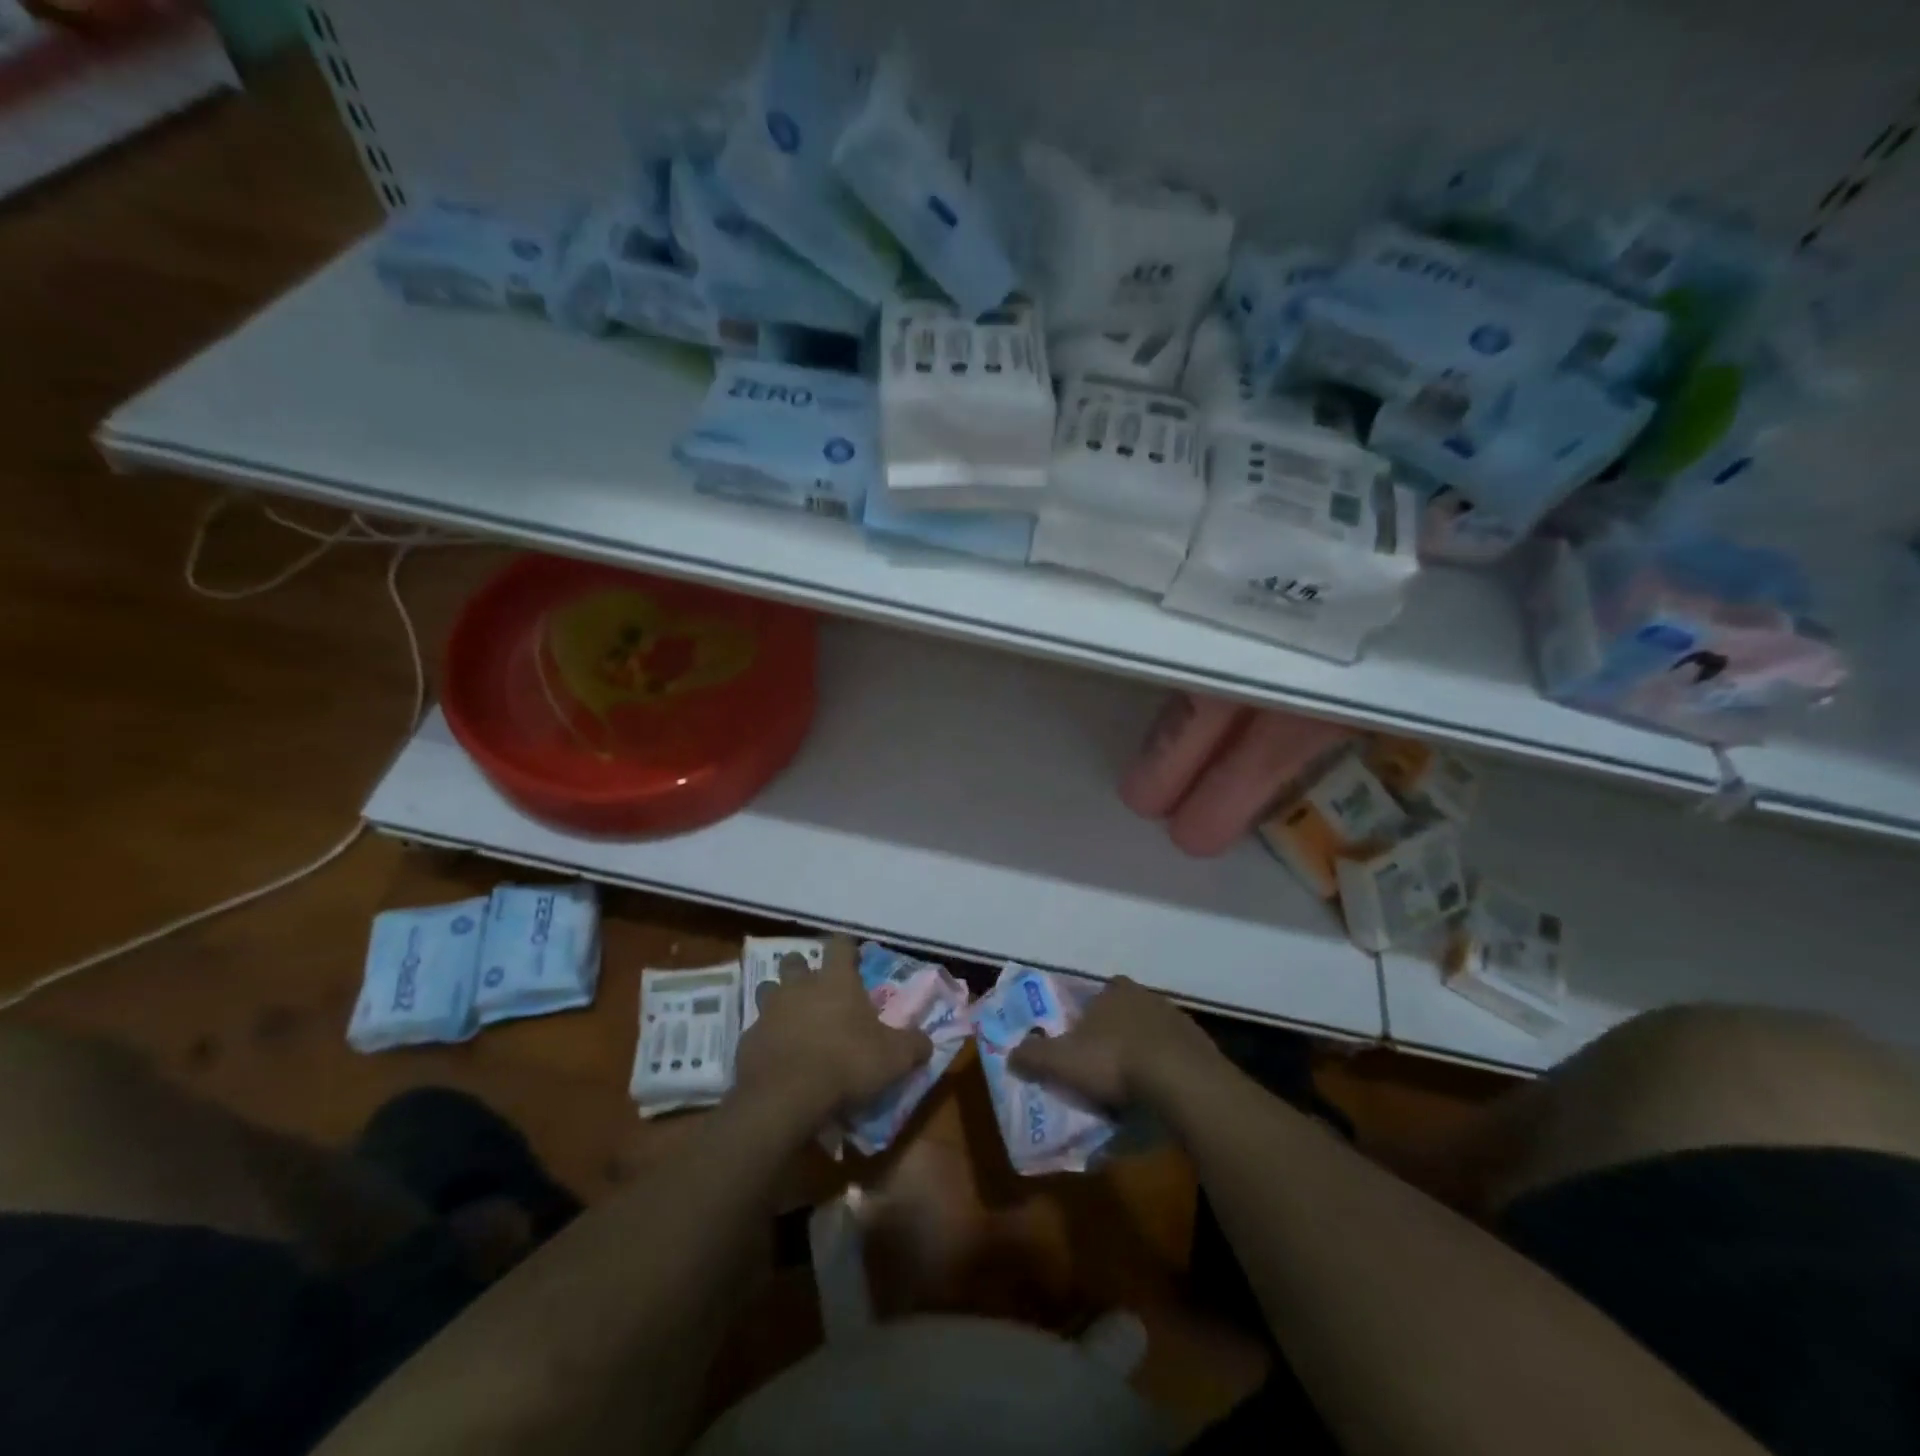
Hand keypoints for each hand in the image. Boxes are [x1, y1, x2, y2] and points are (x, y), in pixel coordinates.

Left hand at [734, 946, 931, 1124]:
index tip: (852, 957)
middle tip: (815, 987)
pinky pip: (757, 1030)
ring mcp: (769, 1011)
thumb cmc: (846, 1064)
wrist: (786, 1098)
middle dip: (803, 968)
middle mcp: (799, 986)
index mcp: (835, 980)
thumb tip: (927, 1042)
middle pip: (795, 960)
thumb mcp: (894, 1058)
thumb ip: (913, 1045)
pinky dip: (767, 1037)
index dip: (846, 948)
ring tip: (792, 1018)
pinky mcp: (747, 1039)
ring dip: (779, 999)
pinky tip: (777, 1056)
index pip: (840, 945)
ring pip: (768, 989)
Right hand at [1008, 976, 1221, 1109]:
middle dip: (1114, 1035)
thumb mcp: (1062, 1061)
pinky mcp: (1201, 1047)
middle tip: (1102, 1067)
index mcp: (1114, 991)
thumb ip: (1033, 1055)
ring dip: (1142, 1054)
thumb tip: (1010, 1054)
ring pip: (1152, 1035)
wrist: (1181, 1082)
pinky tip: (1158, 1096)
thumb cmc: (1115, 1061)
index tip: (1079, 1041)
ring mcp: (1178, 1020)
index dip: (1085, 1016)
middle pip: (1124, 1013)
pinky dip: (1166, 1072)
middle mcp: (1147, 997)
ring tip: (1130, 1087)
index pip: (1096, 995)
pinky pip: (1176, 1058)